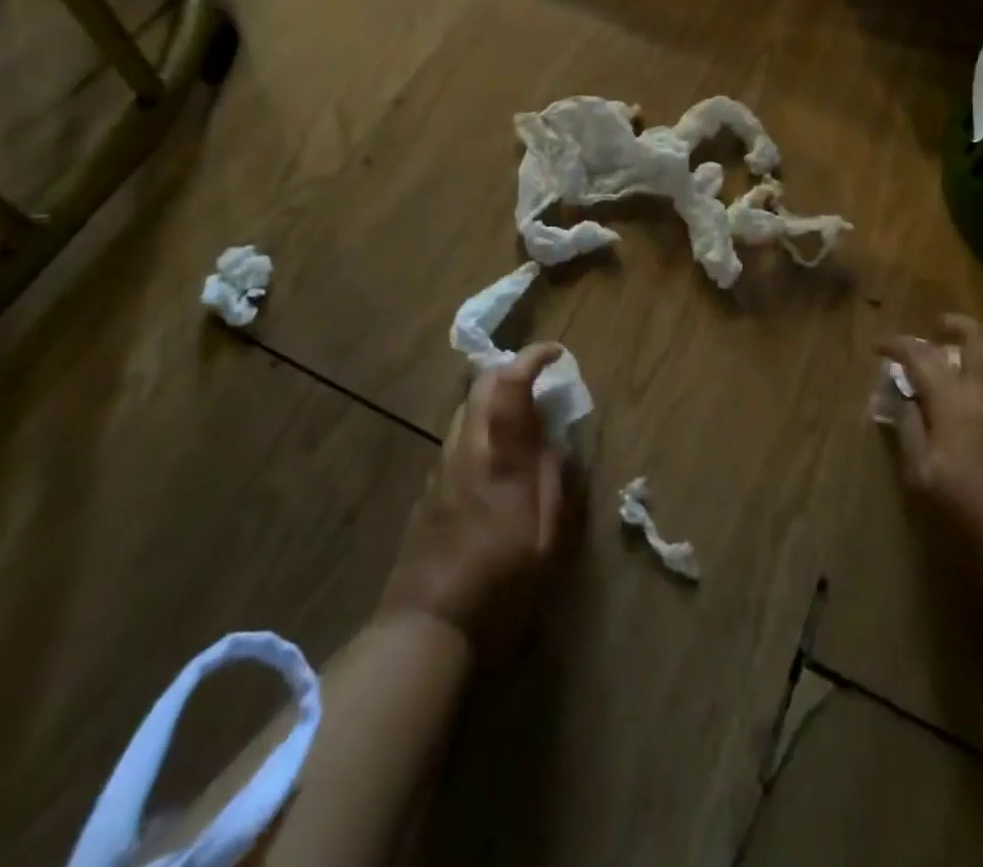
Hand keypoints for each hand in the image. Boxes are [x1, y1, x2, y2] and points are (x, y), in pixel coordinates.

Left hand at [376, 343, 572, 655]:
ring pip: (466, 411)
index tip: (555, 353)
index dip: (531, 359)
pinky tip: (497, 459)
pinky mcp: (428, 490)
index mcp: (498, 458)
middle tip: (541, 381)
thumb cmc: (498, 588)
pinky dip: (482, 427)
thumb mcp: (547, 541)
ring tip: (523, 418)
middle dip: (511, 371)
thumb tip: (557, 444)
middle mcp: (465, 451)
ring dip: (495, 399)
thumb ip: (554, 482)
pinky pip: (458, 438)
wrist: (425, 630)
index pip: (509, 385)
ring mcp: (441, 469)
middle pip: (480, 387)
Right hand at [879, 316, 982, 569]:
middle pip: (981, 338)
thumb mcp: (919, 469)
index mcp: (955, 400)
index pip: (922, 355)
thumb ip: (910, 426)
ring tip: (981, 342)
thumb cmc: (962, 506)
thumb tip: (905, 397)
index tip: (881, 346)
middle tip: (939, 327)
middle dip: (957, 324)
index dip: (898, 344)